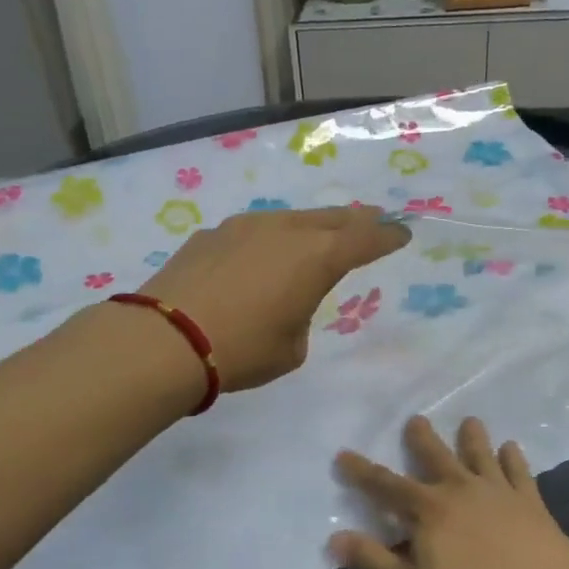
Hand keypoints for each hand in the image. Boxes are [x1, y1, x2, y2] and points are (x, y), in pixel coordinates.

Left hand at [140, 206, 408, 390]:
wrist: (166, 339)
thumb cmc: (242, 350)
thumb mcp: (291, 348)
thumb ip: (300, 316)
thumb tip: (285, 301)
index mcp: (317, 258)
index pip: (366, 240)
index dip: (388, 237)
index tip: (402, 233)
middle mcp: (285, 231)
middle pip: (332, 218)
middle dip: (357, 220)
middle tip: (374, 219)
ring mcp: (245, 226)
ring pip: (291, 219)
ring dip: (311, 226)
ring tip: (319, 234)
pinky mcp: (212, 234)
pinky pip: (254, 231)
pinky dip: (269, 239)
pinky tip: (260, 256)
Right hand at [331, 416, 568, 568]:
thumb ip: (373, 562)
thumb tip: (336, 538)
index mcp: (427, 509)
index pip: (385, 485)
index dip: (361, 471)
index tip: (343, 454)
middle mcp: (459, 488)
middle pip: (435, 455)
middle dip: (421, 438)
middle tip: (416, 419)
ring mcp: (497, 490)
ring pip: (480, 454)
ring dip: (473, 437)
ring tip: (470, 421)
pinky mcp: (529, 499)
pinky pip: (518, 471)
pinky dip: (513, 457)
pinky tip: (512, 447)